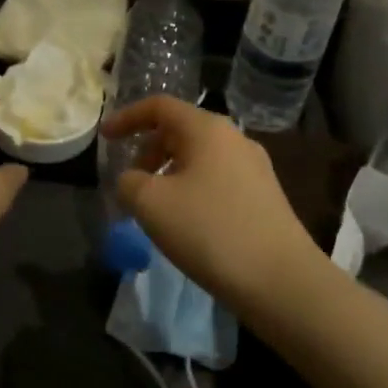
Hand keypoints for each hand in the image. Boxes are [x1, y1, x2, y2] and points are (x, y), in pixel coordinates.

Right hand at [102, 96, 320, 310]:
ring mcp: (255, 168)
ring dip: (169, 173)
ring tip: (155, 207)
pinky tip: (187, 223)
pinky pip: (217, 179)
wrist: (282, 281)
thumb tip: (133, 180)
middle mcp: (234, 138)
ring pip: (199, 157)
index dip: (127, 118)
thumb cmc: (210, 231)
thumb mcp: (151, 204)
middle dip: (148, 150)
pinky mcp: (265, 197)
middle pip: (180, 130)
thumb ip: (129, 182)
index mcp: (207, 129)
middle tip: (131, 181)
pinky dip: (192, 189)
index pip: (159, 106)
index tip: (105, 138)